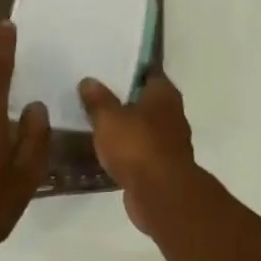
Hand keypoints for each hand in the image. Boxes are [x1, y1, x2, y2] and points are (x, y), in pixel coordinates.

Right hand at [78, 73, 195, 236]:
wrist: (160, 193)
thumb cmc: (137, 145)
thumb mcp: (109, 118)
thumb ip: (98, 99)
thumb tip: (89, 81)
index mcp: (164, 94)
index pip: (149, 72)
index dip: (130, 68)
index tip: (109, 67)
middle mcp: (172, 114)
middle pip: (146, 100)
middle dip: (124, 99)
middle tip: (95, 94)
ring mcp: (169, 142)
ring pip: (143, 127)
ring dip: (125, 127)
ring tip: (96, 123)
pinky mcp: (161, 166)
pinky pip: (140, 151)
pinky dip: (126, 151)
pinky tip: (105, 151)